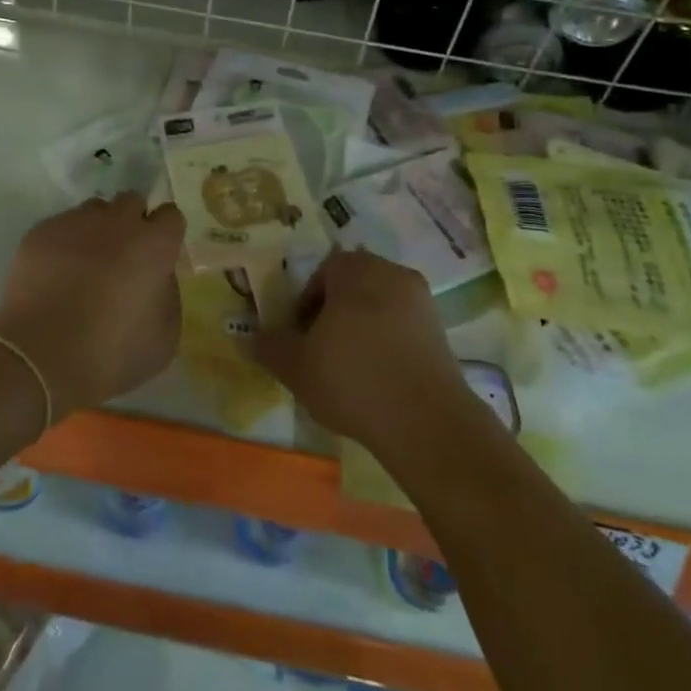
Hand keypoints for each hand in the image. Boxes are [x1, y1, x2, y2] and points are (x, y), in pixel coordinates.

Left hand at [0, 194, 184, 418]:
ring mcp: (75, 222)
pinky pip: (61, 226)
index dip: (165, 234)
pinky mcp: (41, 231)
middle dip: (131, 222)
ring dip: (97, 229)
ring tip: (86, 264)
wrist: (38, 357)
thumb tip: (158, 278)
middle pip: (131, 202)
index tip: (158, 255)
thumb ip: (168, 297)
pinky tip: (56, 274)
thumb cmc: (109, 355)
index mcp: (153, 246)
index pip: (170, 215)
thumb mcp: (162, 341)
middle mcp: (117, 222)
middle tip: (123, 257)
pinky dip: (64, 242)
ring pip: (94, 210)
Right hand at [252, 249, 465, 460]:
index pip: (322, 273)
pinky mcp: (441, 332)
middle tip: (320, 350)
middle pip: (353, 286)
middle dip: (335, 313)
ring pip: (379, 306)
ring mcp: (422, 302)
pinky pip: (404, 328)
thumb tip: (249, 337)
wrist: (426, 421)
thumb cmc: (352, 379)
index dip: (306, 304)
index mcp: (355, 268)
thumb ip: (270, 347)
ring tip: (349, 368)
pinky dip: (388, 344)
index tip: (300, 336)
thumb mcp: (296, 366)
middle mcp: (391, 273)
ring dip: (362, 328)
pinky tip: (379, 379)